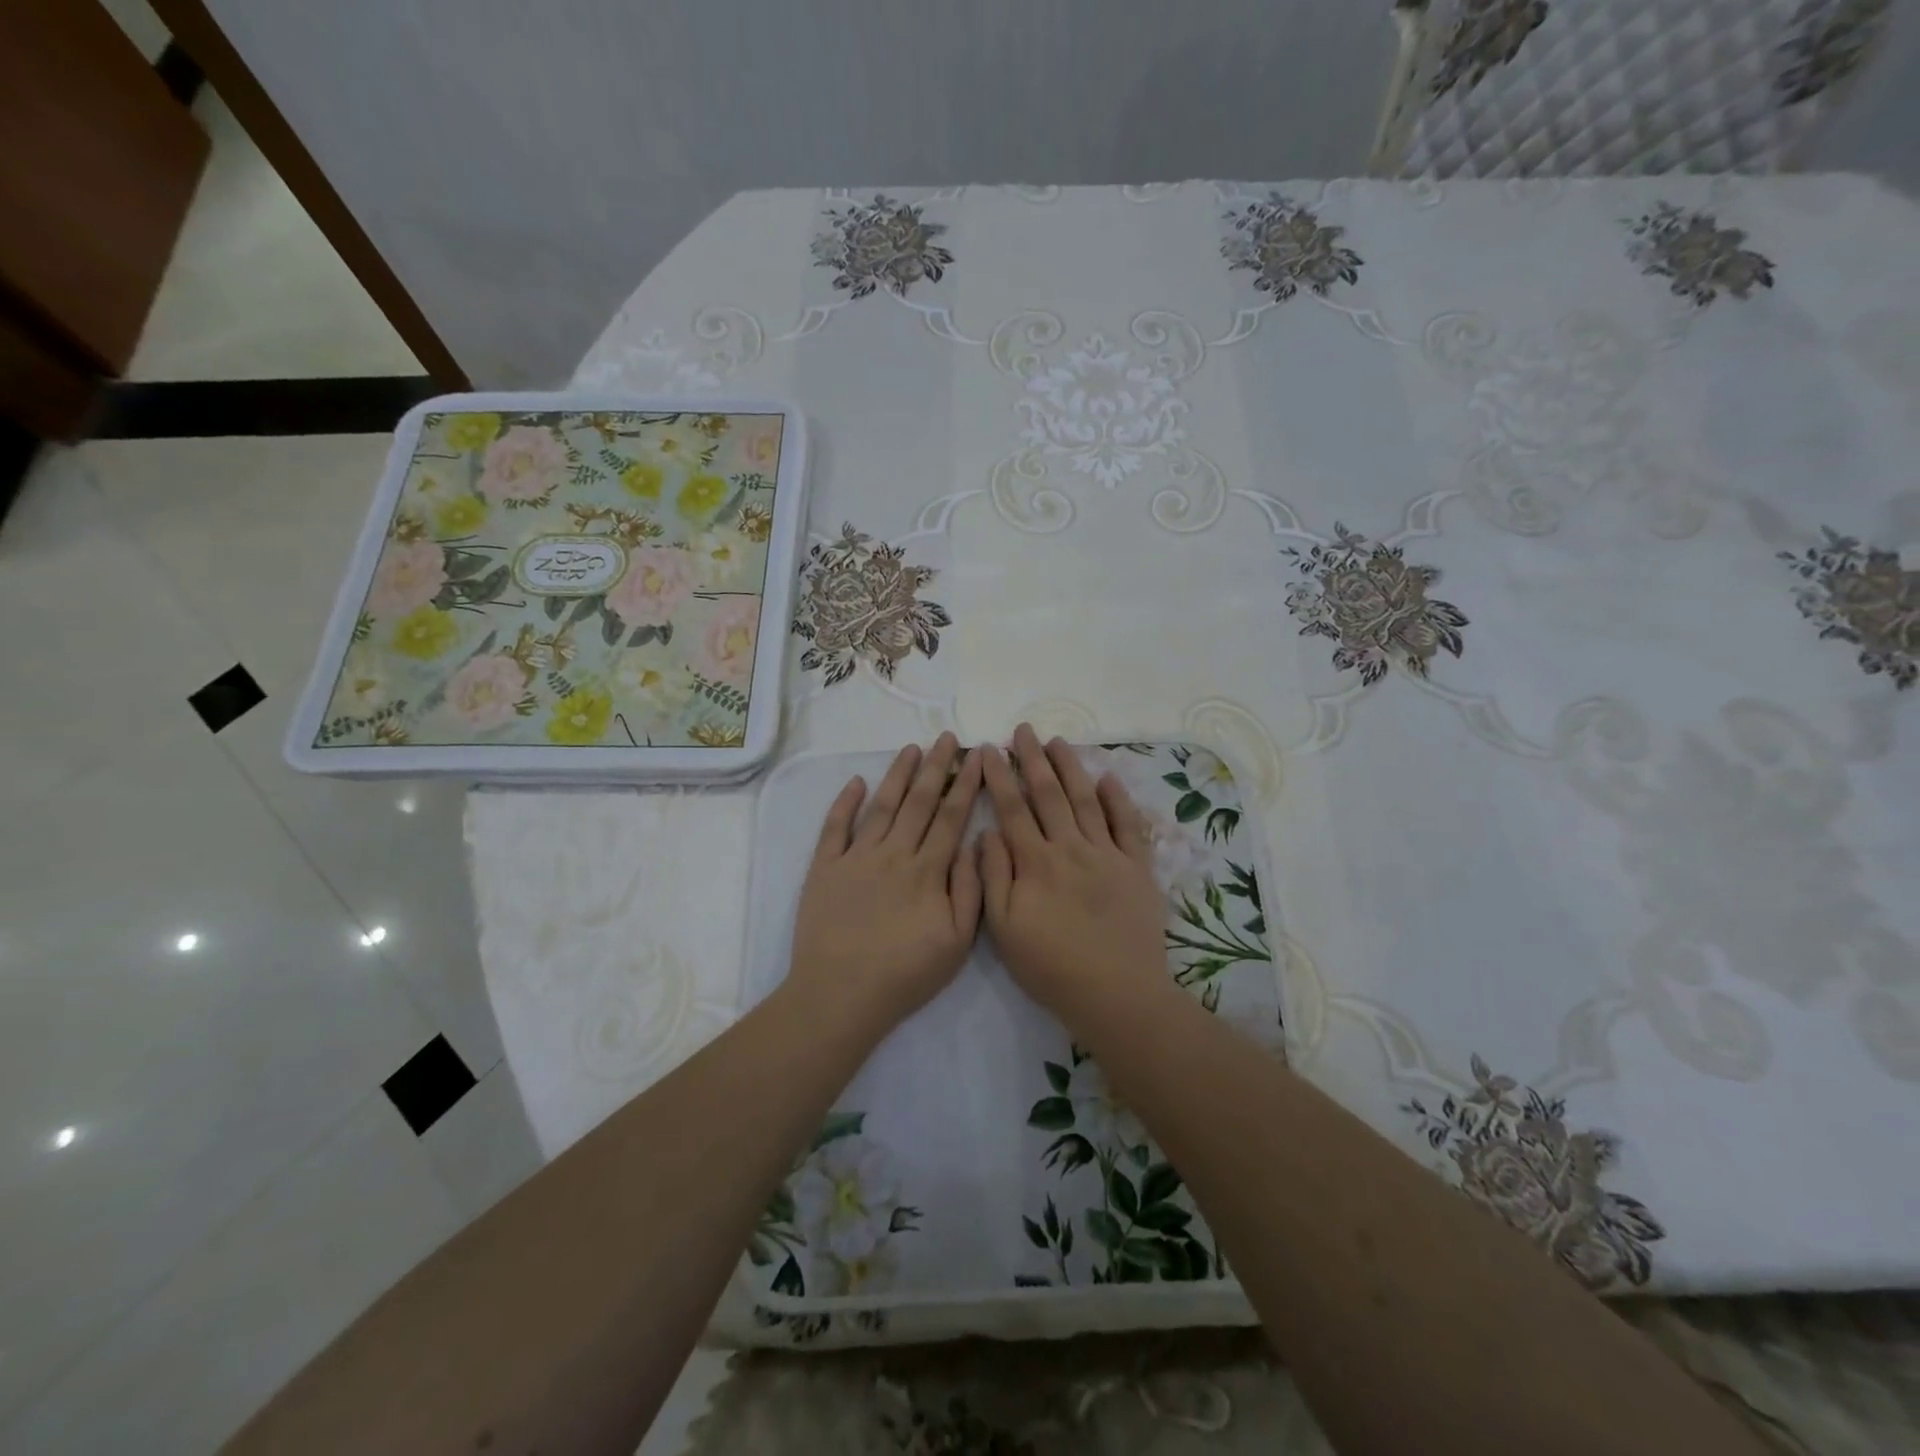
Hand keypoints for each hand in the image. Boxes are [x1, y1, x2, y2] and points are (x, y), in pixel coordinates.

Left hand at [788, 733, 984, 1035]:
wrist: (840, 994)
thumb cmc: (905, 974)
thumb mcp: (957, 943)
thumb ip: (969, 890)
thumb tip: (972, 845)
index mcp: (927, 871)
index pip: (951, 816)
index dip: (966, 783)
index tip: (977, 756)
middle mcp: (893, 854)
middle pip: (919, 801)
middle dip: (936, 766)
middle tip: (946, 737)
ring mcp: (856, 857)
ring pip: (882, 806)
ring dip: (897, 774)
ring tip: (910, 748)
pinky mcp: (825, 868)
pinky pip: (835, 827)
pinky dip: (845, 802)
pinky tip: (856, 782)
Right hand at [978, 724, 1171, 1026]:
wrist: (1115, 993)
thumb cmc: (1051, 966)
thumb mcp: (1004, 929)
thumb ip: (994, 876)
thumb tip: (987, 833)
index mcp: (1035, 862)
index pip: (1012, 808)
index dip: (1000, 776)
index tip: (990, 749)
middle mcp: (1070, 848)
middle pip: (1049, 794)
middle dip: (1034, 759)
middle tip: (1024, 730)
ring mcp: (1107, 854)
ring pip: (1086, 800)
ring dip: (1071, 768)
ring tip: (1058, 741)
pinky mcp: (1136, 867)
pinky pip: (1128, 825)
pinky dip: (1119, 799)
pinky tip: (1109, 778)